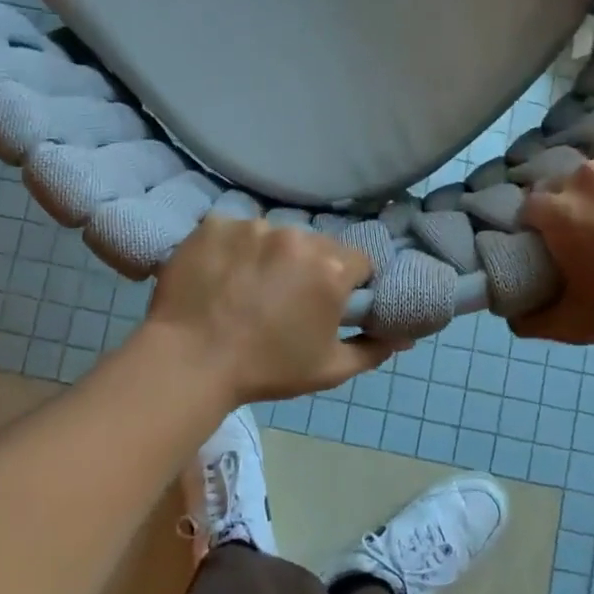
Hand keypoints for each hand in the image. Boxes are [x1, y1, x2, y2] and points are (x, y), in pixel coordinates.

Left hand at [143, 215, 394, 404]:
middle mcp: (296, 236)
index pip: (357, 261)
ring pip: (274, 235)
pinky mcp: (215, 224)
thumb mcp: (328, 369)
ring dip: (269, 255)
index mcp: (330, 267)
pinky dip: (232, 248)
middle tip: (284, 299)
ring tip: (245, 288)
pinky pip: (234, 230)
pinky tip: (219, 275)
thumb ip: (372, 349)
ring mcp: (252, 226)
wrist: (189, 362)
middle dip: (308, 267)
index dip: (347, 283)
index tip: (327, 303)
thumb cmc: (266, 369)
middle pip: (315, 245)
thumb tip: (404, 337)